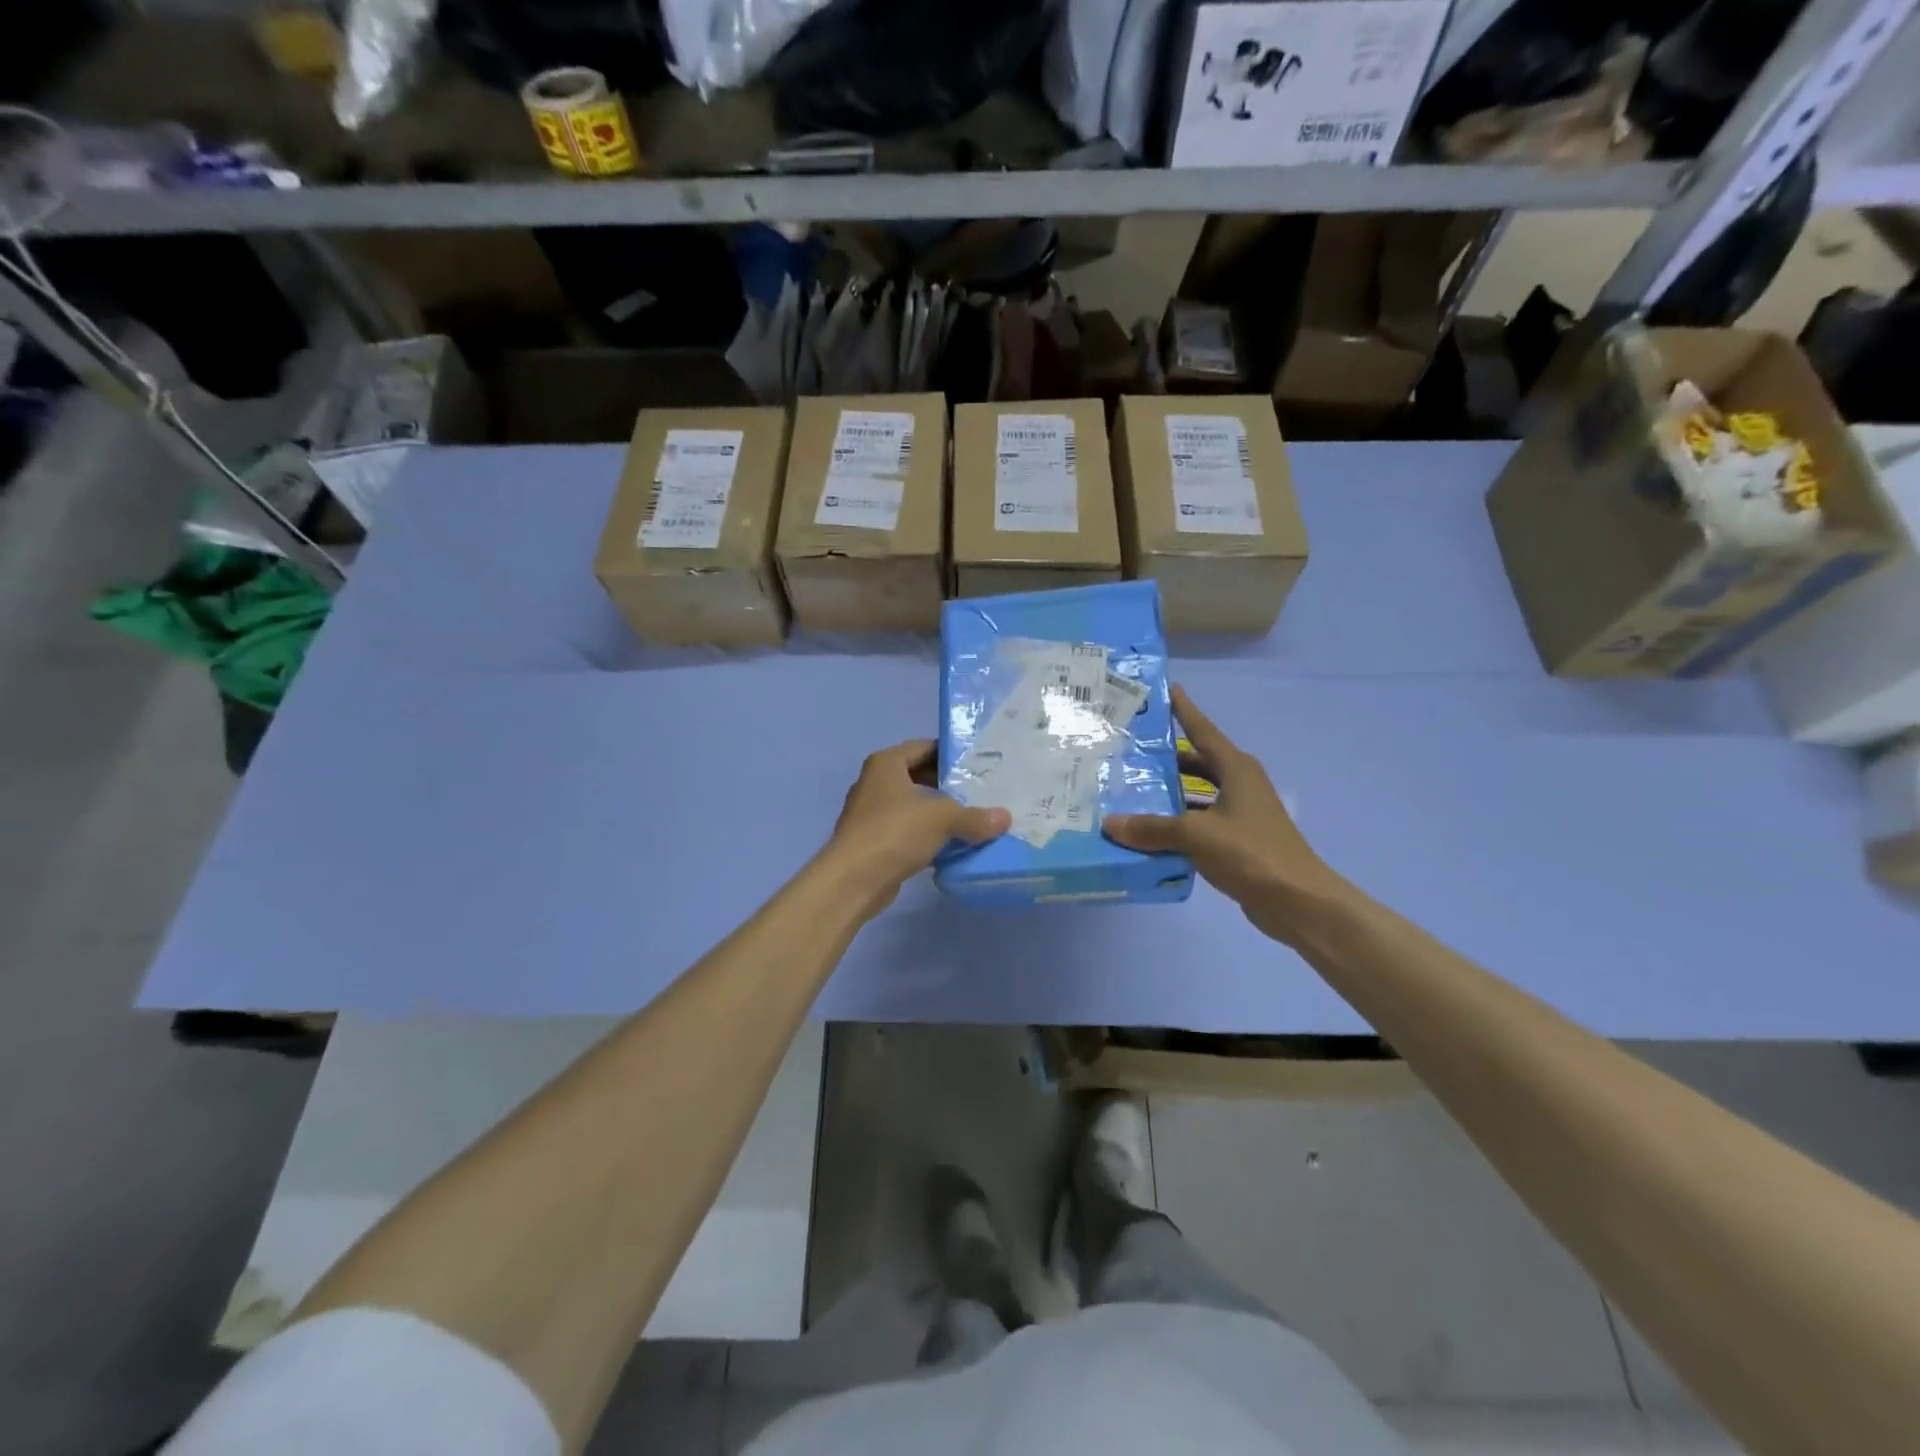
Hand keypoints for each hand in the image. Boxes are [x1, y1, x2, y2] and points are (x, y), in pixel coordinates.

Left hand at [824, 740, 1009, 916]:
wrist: (853, 880)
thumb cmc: (894, 832)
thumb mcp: (941, 819)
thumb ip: (974, 817)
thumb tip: (1005, 818)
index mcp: (886, 764)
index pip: (924, 747)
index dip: (951, 753)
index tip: (980, 763)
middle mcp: (876, 783)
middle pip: (920, 776)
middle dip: (949, 785)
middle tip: (983, 791)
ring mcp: (873, 814)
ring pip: (915, 807)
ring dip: (940, 813)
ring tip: (975, 818)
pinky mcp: (876, 842)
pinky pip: (909, 832)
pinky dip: (929, 836)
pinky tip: (955, 846)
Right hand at [1103, 685, 1347, 944]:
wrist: (1298, 901)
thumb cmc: (1251, 853)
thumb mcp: (1196, 835)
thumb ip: (1152, 828)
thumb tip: (1110, 823)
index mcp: (1236, 769)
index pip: (1203, 730)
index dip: (1184, 710)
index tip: (1167, 689)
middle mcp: (1240, 784)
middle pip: (1198, 762)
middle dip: (1167, 756)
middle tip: (1130, 750)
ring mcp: (1242, 813)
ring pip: (1198, 793)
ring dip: (1170, 793)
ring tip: (1132, 790)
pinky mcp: (1239, 840)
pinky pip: (1201, 821)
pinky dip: (1179, 823)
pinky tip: (1151, 832)